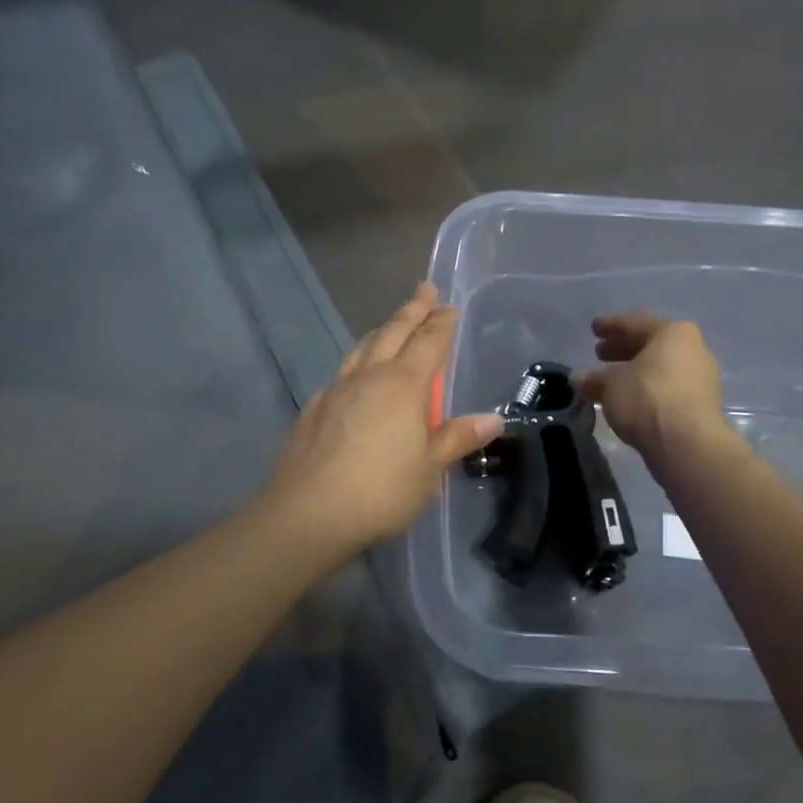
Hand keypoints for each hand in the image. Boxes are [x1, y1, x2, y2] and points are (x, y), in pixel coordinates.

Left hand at [267, 284, 502, 557]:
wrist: (308, 513)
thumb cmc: (381, 490)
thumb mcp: (430, 469)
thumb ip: (458, 438)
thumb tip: (494, 418)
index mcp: (403, 385)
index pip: (428, 342)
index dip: (441, 323)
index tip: (449, 306)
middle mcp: (369, 376)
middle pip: (393, 332)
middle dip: (412, 310)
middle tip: (425, 289)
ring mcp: (336, 390)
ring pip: (361, 347)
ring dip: (381, 331)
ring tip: (391, 325)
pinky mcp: (314, 409)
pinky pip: (340, 374)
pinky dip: (355, 364)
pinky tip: (354, 377)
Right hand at [576, 312, 732, 469]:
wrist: (688, 445)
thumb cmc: (647, 399)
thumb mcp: (610, 385)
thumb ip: (593, 378)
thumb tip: (577, 377)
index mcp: (673, 333)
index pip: (635, 322)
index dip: (611, 325)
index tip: (594, 329)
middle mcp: (693, 349)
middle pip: (651, 344)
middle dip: (623, 348)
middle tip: (599, 354)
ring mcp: (701, 378)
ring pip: (660, 367)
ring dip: (634, 371)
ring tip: (609, 380)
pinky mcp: (702, 405)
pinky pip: (668, 387)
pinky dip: (647, 389)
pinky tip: (628, 399)